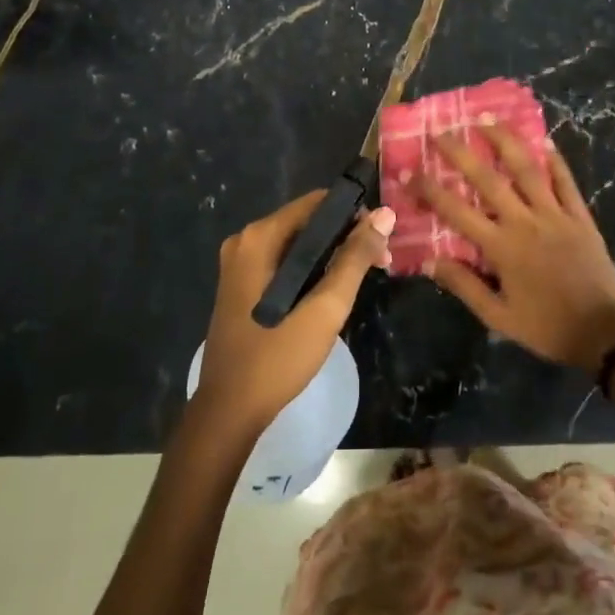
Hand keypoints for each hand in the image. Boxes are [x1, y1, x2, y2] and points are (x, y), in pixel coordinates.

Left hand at [193, 190, 394, 439]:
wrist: (229, 411)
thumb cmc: (278, 357)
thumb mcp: (325, 308)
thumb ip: (355, 258)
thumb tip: (385, 214)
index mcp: (259, 238)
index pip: (317, 203)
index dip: (354, 214)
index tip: (382, 240)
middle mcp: (245, 241)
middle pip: (307, 222)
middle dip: (346, 236)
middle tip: (381, 262)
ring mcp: (239, 264)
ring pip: (297, 244)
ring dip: (332, 254)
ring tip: (364, 277)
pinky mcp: (241, 285)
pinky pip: (284, 262)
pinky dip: (311, 269)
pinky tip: (333, 290)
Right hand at [411, 125, 614, 372]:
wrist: (604, 333)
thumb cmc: (547, 327)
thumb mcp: (499, 317)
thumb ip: (464, 286)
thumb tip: (429, 261)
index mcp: (501, 247)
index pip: (456, 211)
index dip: (430, 190)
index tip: (409, 171)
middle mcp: (525, 222)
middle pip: (488, 179)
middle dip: (461, 152)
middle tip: (442, 131)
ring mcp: (556, 215)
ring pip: (527, 169)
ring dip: (506, 141)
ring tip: (487, 119)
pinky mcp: (581, 217)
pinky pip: (566, 182)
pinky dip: (555, 160)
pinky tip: (544, 141)